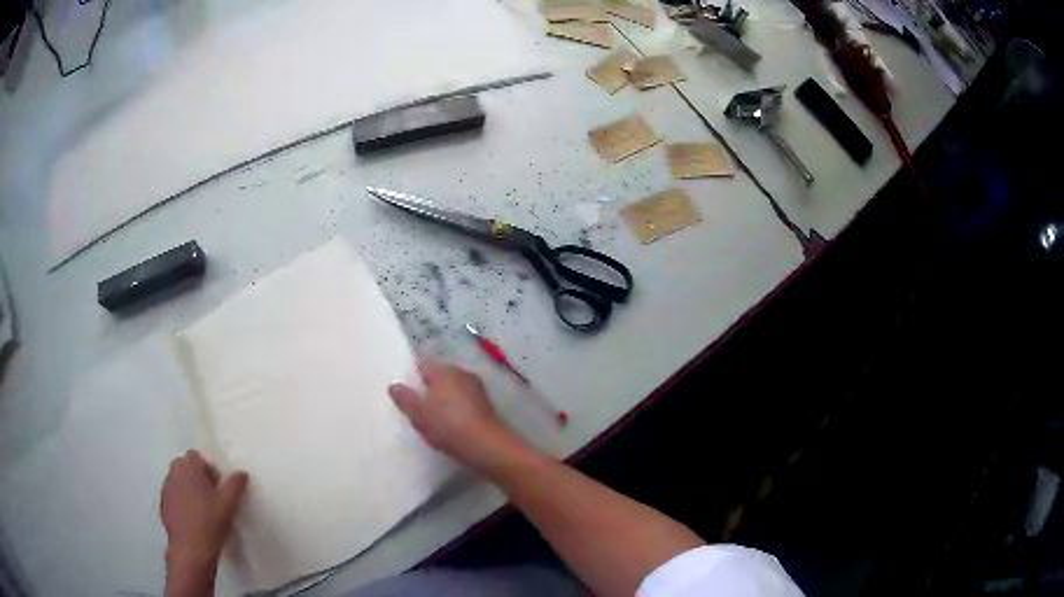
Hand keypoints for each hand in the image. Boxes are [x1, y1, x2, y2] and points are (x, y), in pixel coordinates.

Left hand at [160, 450, 248, 568]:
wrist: (192, 548)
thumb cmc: (211, 522)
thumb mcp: (229, 503)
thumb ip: (236, 485)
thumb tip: (242, 473)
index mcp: (188, 467)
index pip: (196, 456)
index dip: (208, 468)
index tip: (218, 485)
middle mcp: (173, 473)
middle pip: (184, 466)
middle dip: (195, 476)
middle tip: (210, 495)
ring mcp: (166, 490)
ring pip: (177, 481)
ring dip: (187, 488)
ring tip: (201, 508)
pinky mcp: (163, 506)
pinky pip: (173, 497)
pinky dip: (180, 502)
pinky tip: (192, 519)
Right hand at [389, 359, 528, 474]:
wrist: (486, 446)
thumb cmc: (448, 426)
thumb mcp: (419, 413)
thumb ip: (405, 398)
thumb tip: (394, 385)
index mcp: (444, 371)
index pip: (422, 364)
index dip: (411, 375)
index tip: (402, 389)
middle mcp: (462, 374)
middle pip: (438, 376)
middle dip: (427, 388)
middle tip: (414, 405)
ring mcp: (476, 389)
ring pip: (452, 389)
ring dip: (443, 399)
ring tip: (430, 417)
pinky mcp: (485, 405)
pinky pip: (463, 402)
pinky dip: (455, 409)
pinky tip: (449, 425)